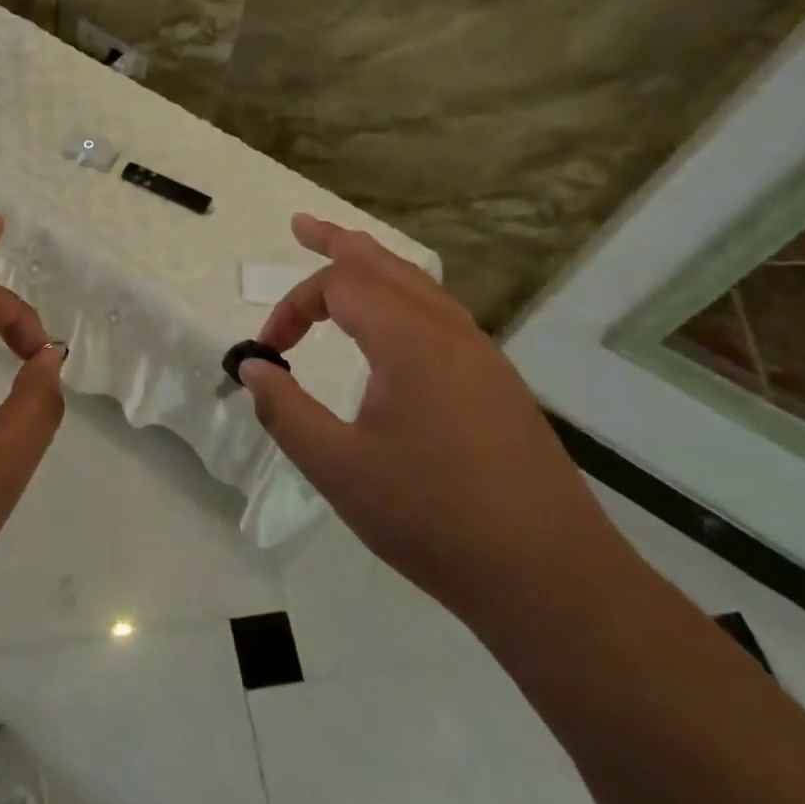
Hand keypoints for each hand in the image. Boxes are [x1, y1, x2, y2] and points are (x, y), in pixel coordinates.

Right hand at [239, 214, 623, 621]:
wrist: (551, 578)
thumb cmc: (434, 518)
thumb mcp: (338, 468)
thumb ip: (285, 411)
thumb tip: (253, 368)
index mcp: (409, 339)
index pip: (338, 286)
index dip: (293, 306)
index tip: (270, 350)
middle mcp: (449, 330)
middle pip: (384, 262)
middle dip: (337, 241)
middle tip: (300, 225)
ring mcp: (481, 354)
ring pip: (418, 285)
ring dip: (373, 267)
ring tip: (343, 257)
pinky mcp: (497, 382)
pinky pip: (439, 314)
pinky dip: (402, 297)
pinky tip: (394, 326)